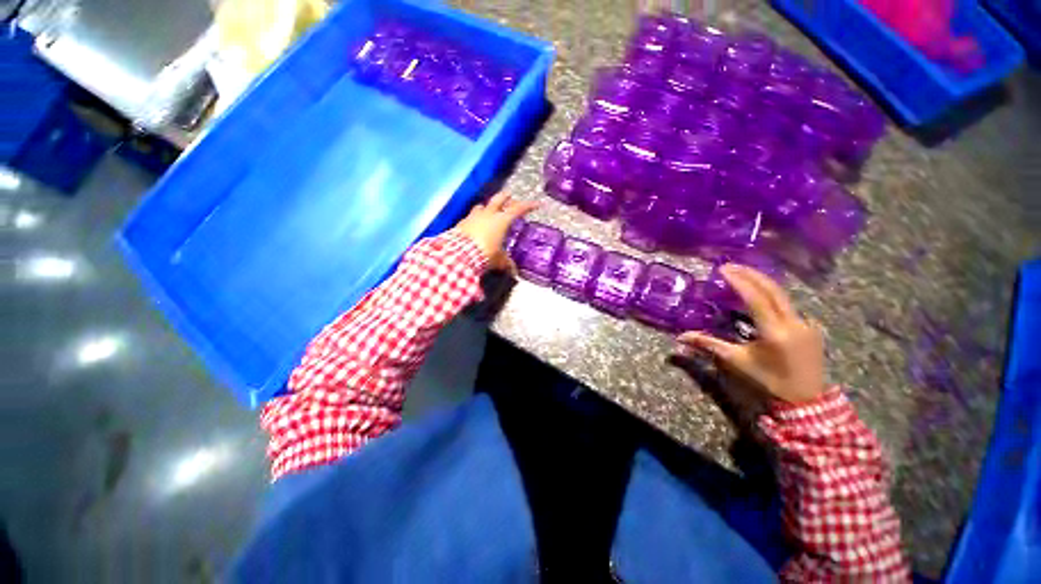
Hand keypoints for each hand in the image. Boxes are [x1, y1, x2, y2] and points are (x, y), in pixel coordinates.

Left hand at [455, 191, 537, 272]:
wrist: (460, 254)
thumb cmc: (485, 254)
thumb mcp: (499, 260)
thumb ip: (506, 263)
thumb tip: (513, 272)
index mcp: (501, 220)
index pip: (518, 209)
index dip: (528, 206)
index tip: (537, 204)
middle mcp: (488, 214)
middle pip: (499, 199)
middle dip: (506, 197)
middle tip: (510, 195)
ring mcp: (473, 217)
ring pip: (482, 206)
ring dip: (487, 206)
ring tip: (489, 209)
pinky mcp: (462, 222)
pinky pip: (470, 216)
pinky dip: (475, 218)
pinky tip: (474, 224)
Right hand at [677, 264, 826, 404]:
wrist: (806, 400)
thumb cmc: (767, 380)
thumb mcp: (736, 361)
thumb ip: (708, 344)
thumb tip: (681, 337)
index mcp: (774, 331)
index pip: (755, 298)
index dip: (739, 281)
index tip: (723, 269)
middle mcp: (793, 322)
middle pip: (772, 289)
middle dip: (751, 274)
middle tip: (731, 265)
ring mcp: (806, 324)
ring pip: (782, 295)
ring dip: (761, 282)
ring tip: (742, 274)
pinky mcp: (810, 327)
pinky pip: (789, 305)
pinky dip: (772, 295)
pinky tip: (761, 295)